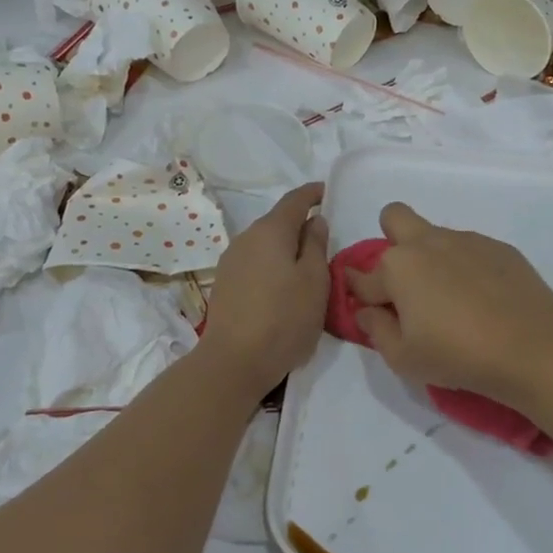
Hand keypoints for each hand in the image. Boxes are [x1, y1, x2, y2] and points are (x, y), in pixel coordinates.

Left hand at [199, 184, 330, 395]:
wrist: (233, 361)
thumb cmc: (284, 318)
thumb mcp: (315, 281)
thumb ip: (317, 245)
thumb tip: (315, 221)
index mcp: (271, 231)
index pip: (295, 200)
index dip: (313, 193)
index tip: (328, 192)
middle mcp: (246, 238)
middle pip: (277, 222)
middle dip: (300, 225)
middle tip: (325, 240)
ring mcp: (231, 261)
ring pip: (265, 244)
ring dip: (285, 248)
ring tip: (306, 267)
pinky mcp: (225, 283)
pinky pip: (255, 262)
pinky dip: (272, 265)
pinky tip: (282, 286)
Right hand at [344, 203, 552, 407]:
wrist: (531, 345)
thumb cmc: (457, 355)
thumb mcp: (403, 358)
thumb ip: (376, 331)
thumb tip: (367, 312)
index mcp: (397, 268)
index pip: (362, 277)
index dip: (358, 292)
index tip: (369, 308)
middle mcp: (427, 243)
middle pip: (394, 217)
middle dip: (391, 239)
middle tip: (408, 282)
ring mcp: (466, 240)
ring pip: (435, 235)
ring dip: (433, 257)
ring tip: (454, 300)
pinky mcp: (498, 247)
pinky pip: (470, 249)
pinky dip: (467, 267)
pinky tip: (484, 298)